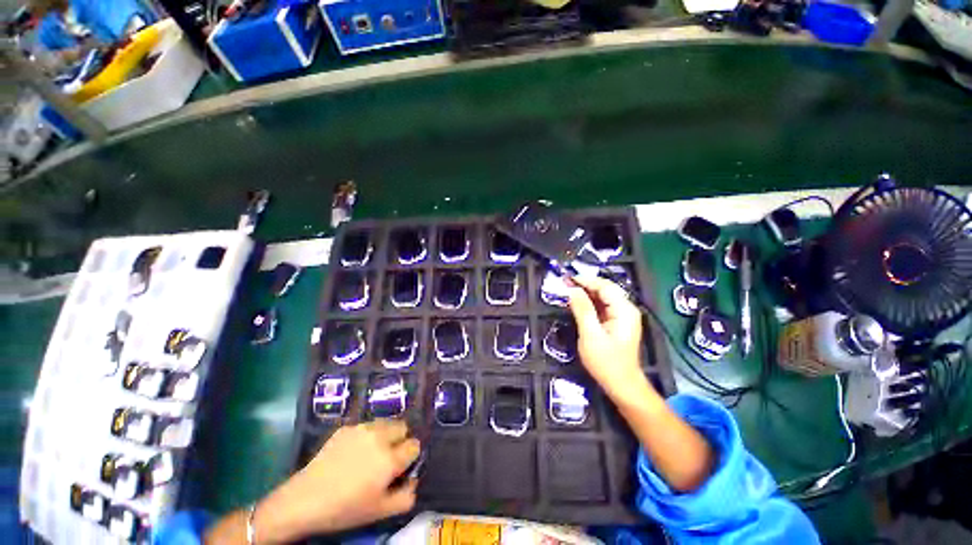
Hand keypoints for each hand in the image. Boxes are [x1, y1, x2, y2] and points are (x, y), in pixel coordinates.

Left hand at [254, 420, 419, 541]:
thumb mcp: (380, 512)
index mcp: (390, 459)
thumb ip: (406, 496)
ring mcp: (362, 429)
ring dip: (385, 434)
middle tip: (386, 457)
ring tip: (370, 452)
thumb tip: (414, 479)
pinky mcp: (346, 427)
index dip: (410, 457)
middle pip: (403, 427)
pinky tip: (351, 452)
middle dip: (400, 440)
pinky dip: (366, 435)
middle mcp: (379, 437)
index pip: (414, 446)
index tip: (401, 467)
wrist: (304, 500)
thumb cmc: (345, 509)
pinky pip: (366, 426)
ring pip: (386, 422)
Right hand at [567, 276, 651, 400]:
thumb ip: (582, 310)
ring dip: (586, 293)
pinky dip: (589, 302)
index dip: (585, 280)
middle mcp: (626, 309)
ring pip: (603, 297)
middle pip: (605, 289)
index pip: (605, 286)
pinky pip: (602, 306)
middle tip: (564, 283)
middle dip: (585, 284)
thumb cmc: (606, 362)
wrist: (621, 384)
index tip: (567, 278)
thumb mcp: (590, 335)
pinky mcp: (616, 322)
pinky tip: (577, 302)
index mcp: (624, 310)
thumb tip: (572, 289)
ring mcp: (622, 316)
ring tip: (567, 290)